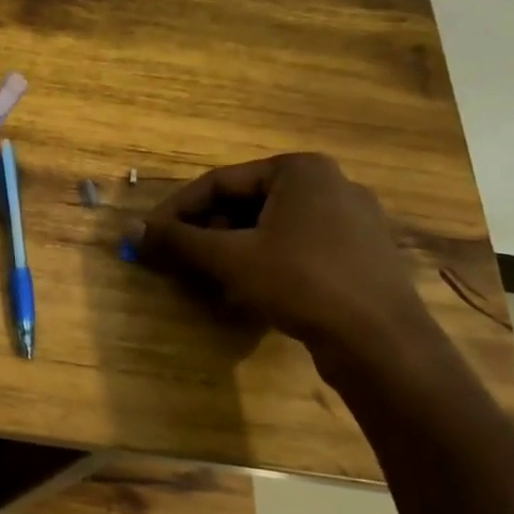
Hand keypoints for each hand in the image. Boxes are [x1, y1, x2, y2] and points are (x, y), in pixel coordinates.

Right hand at [136, 152, 428, 357]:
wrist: (382, 343)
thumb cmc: (302, 282)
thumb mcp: (230, 258)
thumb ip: (178, 240)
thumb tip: (130, 229)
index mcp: (300, 170)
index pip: (219, 182)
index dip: (176, 210)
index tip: (148, 235)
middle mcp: (329, 184)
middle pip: (245, 203)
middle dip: (205, 232)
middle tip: (175, 259)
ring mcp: (350, 220)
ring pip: (270, 228)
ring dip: (230, 250)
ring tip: (205, 277)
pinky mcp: (359, 255)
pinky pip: (296, 248)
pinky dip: (263, 263)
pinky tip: (246, 291)